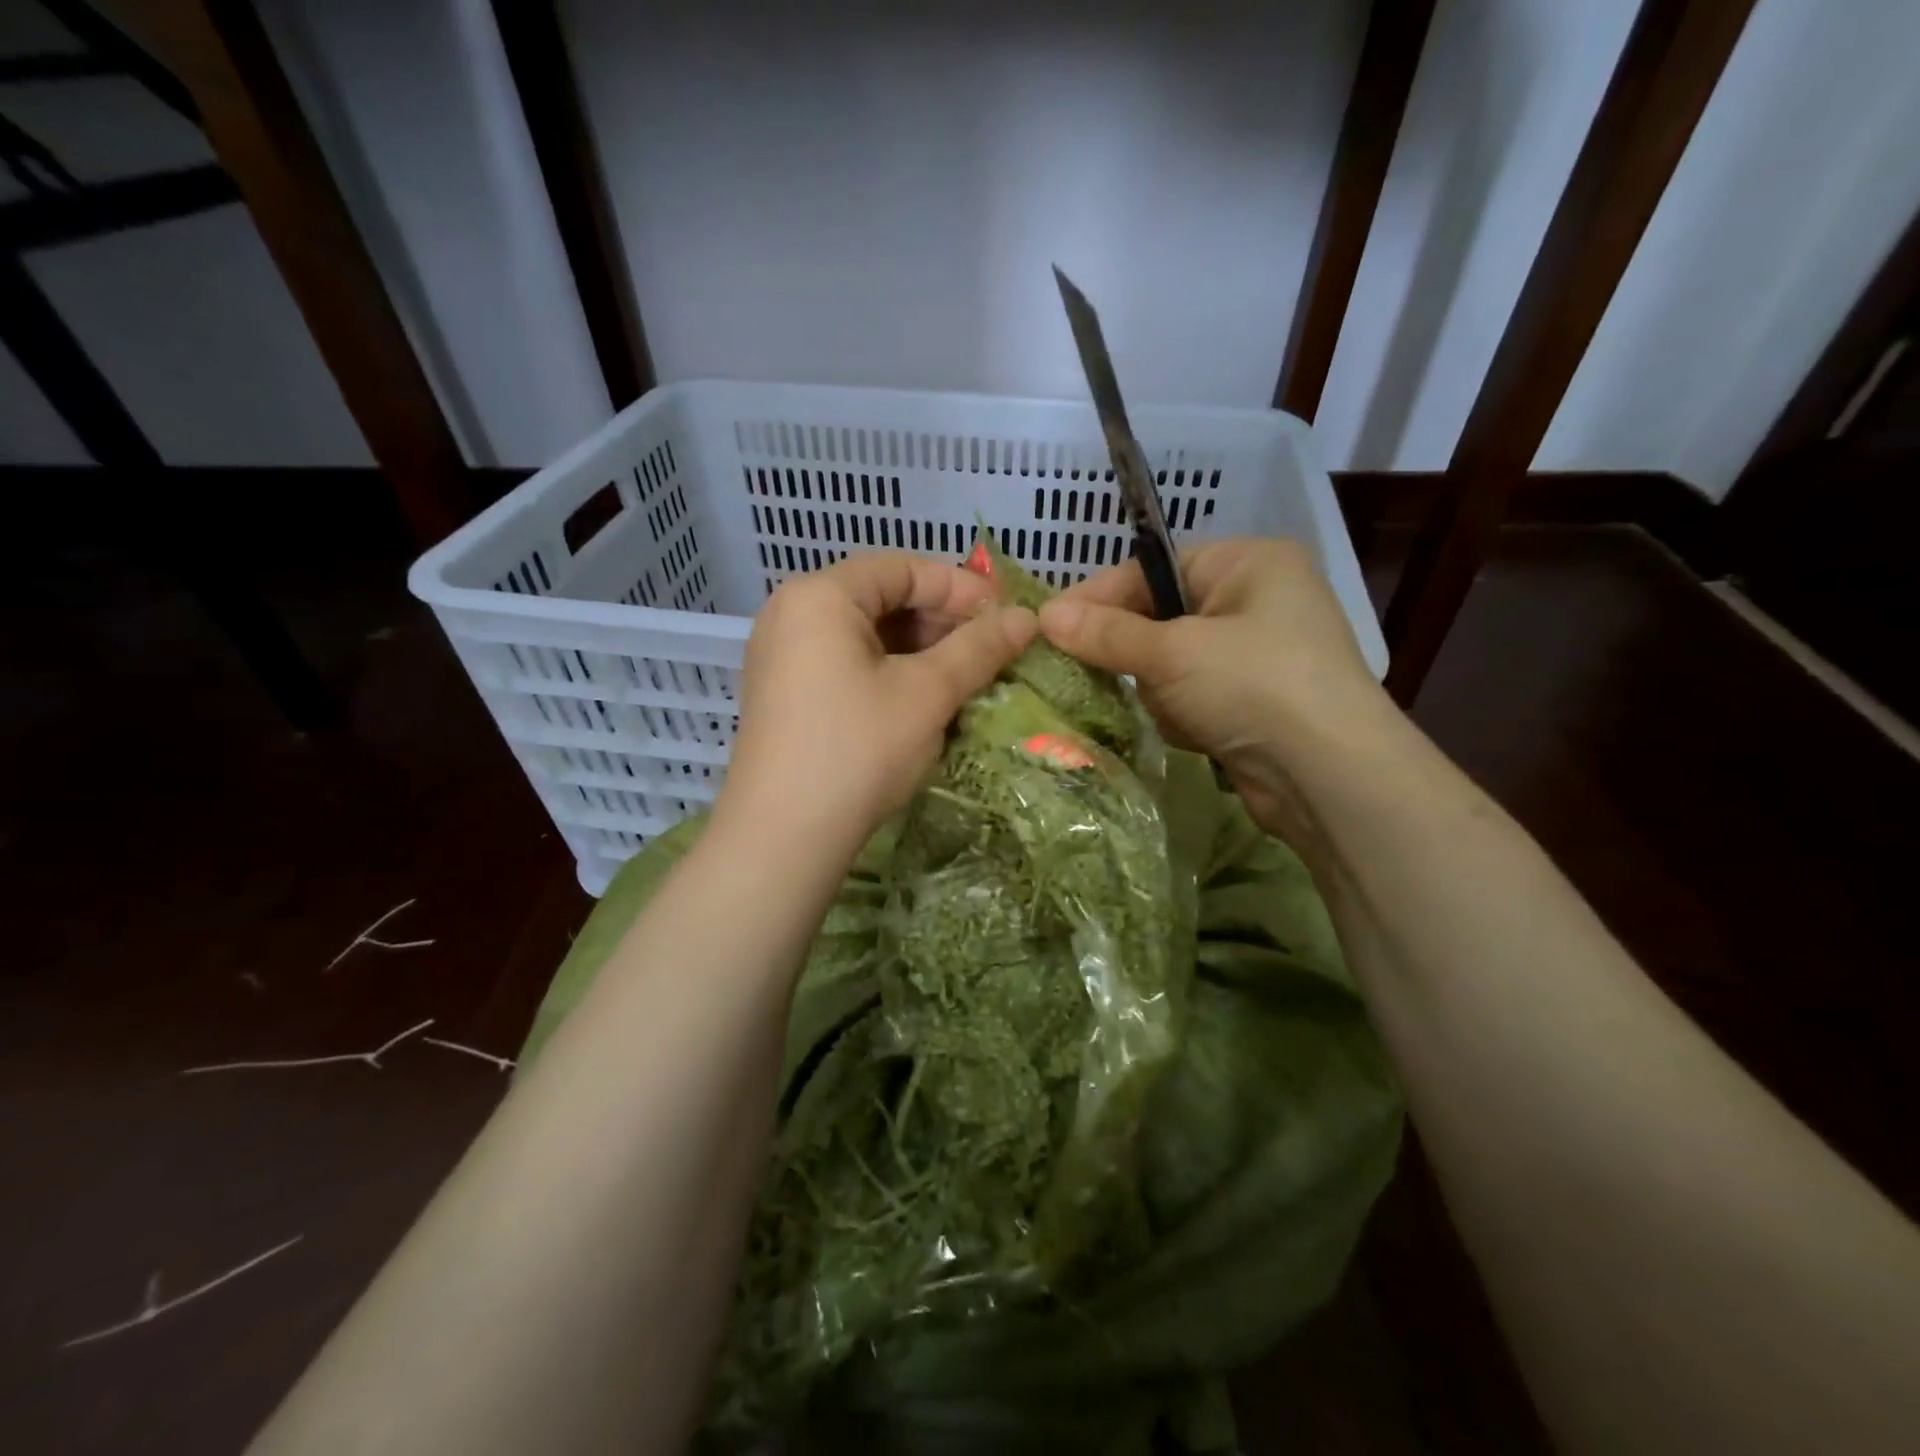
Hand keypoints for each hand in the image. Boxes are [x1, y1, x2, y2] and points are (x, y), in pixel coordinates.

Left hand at [716, 553, 1036, 857]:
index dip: (961, 587)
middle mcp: (792, 614)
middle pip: (881, 598)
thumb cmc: (857, 750)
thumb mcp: (927, 694)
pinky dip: (889, 673)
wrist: (783, 838)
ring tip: (964, 679)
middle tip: (989, 651)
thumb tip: (1027, 618)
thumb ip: (979, 648)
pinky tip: (922, 702)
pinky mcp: (784, 694)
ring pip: (865, 635)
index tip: (1005, 616)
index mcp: (820, 596)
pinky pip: (845, 664)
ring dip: (919, 651)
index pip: (902, 568)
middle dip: (940, 621)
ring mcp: (781, 656)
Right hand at [1037, 538, 1396, 843]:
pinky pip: (1193, 696)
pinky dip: (1183, 715)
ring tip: (1179, 713)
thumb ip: (1106, 633)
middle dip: (1137, 654)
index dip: (1098, 596)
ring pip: (1171, 663)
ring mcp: (1259, 655)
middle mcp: (1257, 600)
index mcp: (1248, 563)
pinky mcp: (1255, 702)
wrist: (1329, 776)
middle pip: (1160, 617)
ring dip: (1162, 692)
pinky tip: (1196, 734)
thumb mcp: (1172, 652)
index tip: (1049, 625)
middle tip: (1099, 673)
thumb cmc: (1253, 685)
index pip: (1152, 568)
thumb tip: (1044, 616)